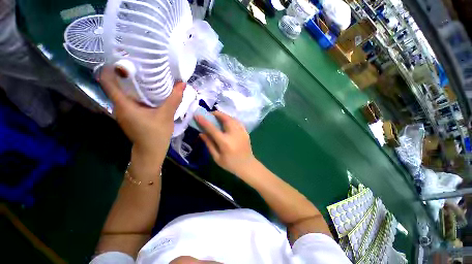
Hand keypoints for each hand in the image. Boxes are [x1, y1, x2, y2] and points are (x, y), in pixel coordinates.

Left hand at [99, 66, 184, 157]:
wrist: (151, 151)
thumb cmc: (156, 134)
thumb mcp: (167, 114)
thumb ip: (174, 98)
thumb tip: (182, 83)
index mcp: (123, 104)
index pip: (107, 81)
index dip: (113, 67)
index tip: (126, 59)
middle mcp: (118, 106)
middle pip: (116, 85)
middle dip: (126, 74)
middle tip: (141, 65)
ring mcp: (122, 112)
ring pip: (123, 92)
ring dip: (132, 84)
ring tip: (146, 76)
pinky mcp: (129, 115)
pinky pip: (129, 99)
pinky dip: (136, 93)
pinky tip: (149, 93)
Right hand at [195, 111, 256, 176]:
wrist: (247, 166)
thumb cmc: (230, 164)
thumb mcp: (217, 157)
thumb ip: (209, 144)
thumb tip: (201, 133)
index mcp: (225, 142)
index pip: (212, 128)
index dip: (204, 121)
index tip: (197, 115)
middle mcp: (233, 134)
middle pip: (225, 119)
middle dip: (217, 114)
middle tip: (211, 114)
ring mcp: (241, 132)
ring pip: (232, 118)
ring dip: (224, 115)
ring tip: (218, 117)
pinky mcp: (246, 132)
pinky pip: (238, 122)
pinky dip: (231, 119)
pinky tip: (228, 121)